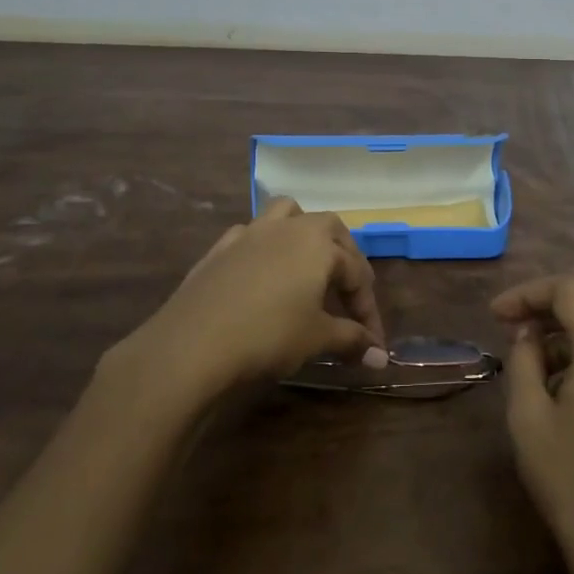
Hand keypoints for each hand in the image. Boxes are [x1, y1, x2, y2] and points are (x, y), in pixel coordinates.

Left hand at [113, 198, 386, 403]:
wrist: (193, 343)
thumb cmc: (268, 336)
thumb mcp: (317, 339)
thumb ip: (352, 341)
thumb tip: (380, 358)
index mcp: (320, 243)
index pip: (358, 273)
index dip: (369, 311)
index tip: (373, 345)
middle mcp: (289, 227)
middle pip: (329, 230)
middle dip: (345, 259)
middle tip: (348, 294)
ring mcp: (251, 232)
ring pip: (287, 214)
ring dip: (304, 234)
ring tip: (307, 265)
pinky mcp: (221, 247)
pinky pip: (251, 235)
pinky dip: (264, 248)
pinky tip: (262, 275)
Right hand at [494, 276, 573, 573]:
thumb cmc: (572, 480)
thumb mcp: (529, 417)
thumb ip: (523, 361)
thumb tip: (528, 336)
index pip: (568, 290)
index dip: (528, 293)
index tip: (495, 316)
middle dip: (549, 304)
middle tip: (512, 325)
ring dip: (569, 327)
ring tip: (531, 357)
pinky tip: (561, 382)